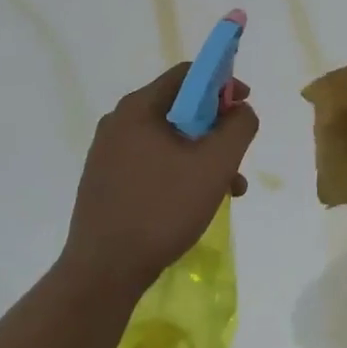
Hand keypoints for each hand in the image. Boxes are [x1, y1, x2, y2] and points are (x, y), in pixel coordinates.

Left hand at [60, 65, 257, 296]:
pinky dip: (180, 172)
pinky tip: (197, 203)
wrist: (103, 273)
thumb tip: (241, 109)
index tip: (243, 108)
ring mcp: (108, 153)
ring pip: (169, 140)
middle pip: (180, 108)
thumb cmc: (162, 209)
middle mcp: (119, 122)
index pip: (188, 74)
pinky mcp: (106, 182)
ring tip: (229, 189)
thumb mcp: (215, 164)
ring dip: (203, 156)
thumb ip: (239, 126)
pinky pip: (152, 163)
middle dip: (217, 129)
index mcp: (139, 107)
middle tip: (238, 157)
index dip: (223, 84)